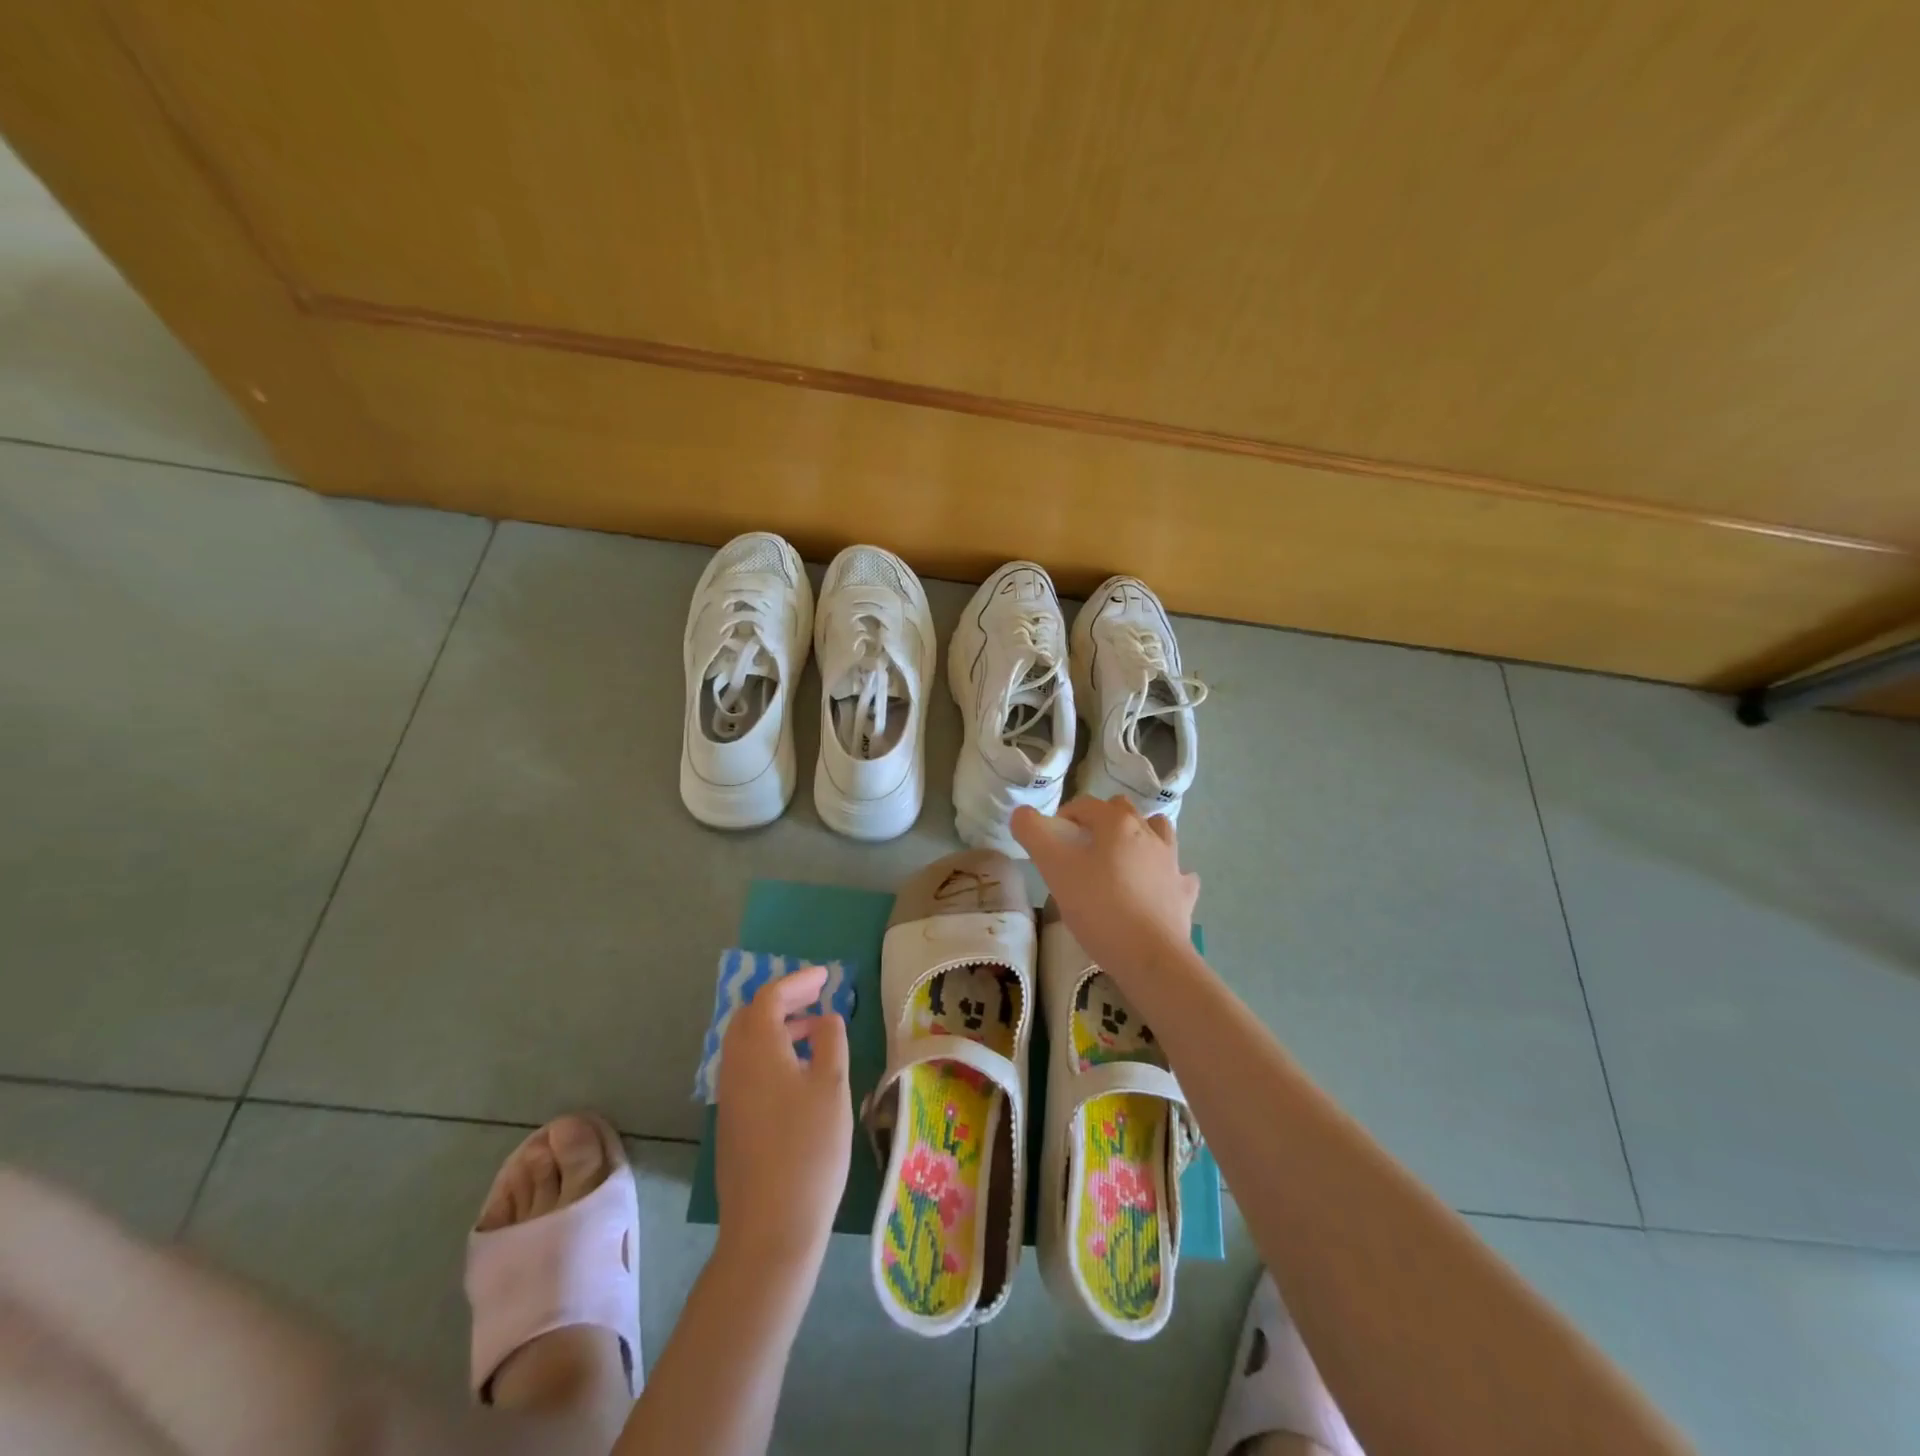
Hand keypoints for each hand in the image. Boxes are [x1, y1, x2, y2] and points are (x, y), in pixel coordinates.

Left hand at [715, 965, 851, 1274]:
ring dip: (776, 1026)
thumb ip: (830, 1042)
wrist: (770, 1228)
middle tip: (817, 996)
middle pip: (750, 1016)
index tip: (825, 977)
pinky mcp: (731, 1122)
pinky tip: (797, 1072)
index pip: (769, 997)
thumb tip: (825, 1018)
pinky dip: (770, 1052)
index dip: (797, 981)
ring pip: (746, 1044)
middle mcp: (735, 1066)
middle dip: (783, 999)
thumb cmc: (809, 1150)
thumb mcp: (832, 1087)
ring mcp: (729, 1097)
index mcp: (758, 1050)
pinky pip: (746, 1067)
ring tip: (813, 1031)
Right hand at [1011, 796, 1200, 986]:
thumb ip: (1034, 835)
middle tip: (1081, 849)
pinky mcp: (1184, 892)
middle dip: (1101, 820)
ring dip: (1140, 836)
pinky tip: (1155, 887)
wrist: (1150, 956)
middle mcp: (1148, 834)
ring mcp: (1172, 863)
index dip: (1064, 816)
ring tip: (1121, 858)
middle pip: (1123, 810)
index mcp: (1117, 823)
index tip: (1051, 840)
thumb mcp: (1055, 869)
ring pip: (1158, 832)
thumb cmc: (1099, 907)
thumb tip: (1021, 814)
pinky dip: (1166, 874)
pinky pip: (1178, 873)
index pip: (1086, 804)